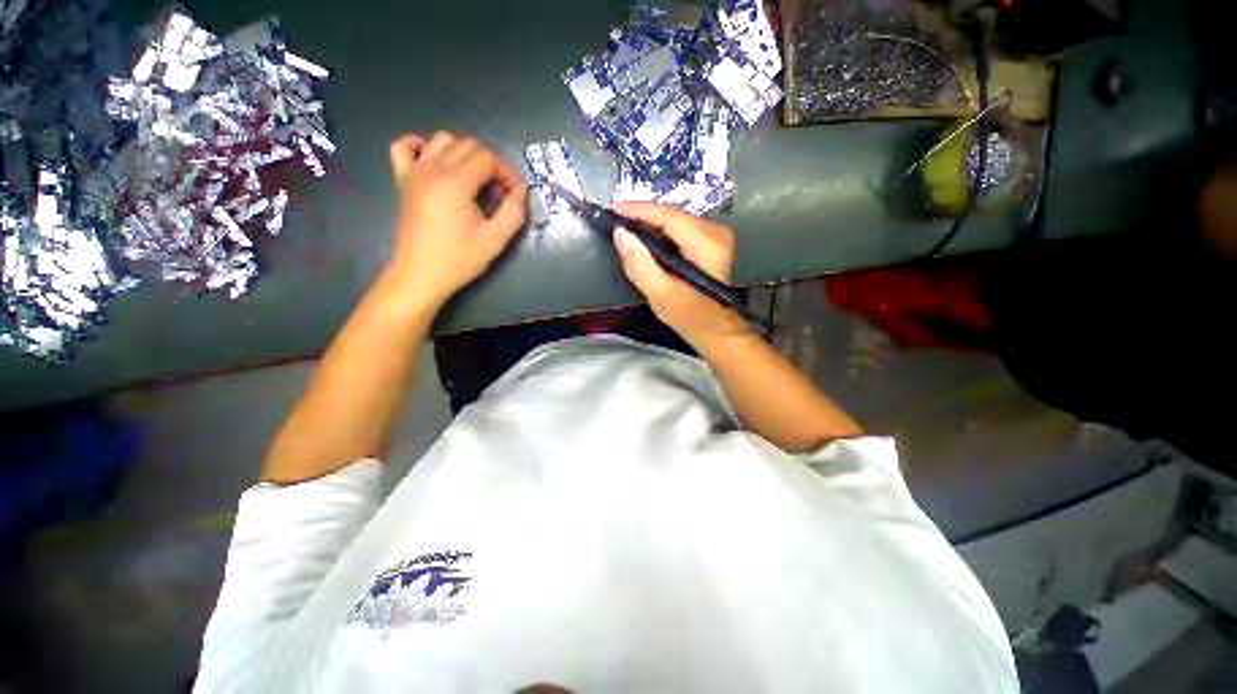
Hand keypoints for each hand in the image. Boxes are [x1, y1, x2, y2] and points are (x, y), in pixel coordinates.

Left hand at [382, 132, 528, 309]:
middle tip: (500, 192)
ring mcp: (414, 171)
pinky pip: (405, 146)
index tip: (515, 195)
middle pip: (468, 145)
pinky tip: (436, 163)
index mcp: (456, 183)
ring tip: (475, 181)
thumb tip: (521, 191)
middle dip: (491, 163)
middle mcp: (433, 168)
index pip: (488, 158)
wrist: (420, 275)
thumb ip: (514, 211)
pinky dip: (422, 146)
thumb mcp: (496, 239)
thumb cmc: (459, 259)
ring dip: (464, 154)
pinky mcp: (402, 180)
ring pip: (442, 140)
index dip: (507, 172)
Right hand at [612, 202, 748, 345]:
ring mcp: (715, 234)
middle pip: (672, 214)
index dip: (639, 209)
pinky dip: (660, 230)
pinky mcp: (710, 241)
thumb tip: (620, 233)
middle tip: (614, 218)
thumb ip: (640, 265)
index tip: (612, 208)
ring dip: (649, 221)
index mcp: (707, 244)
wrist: (715, 329)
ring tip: (624, 226)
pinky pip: (679, 227)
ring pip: (674, 218)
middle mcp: (715, 231)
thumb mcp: (661, 295)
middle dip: (642, 214)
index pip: (669, 216)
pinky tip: (644, 236)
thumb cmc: (689, 316)